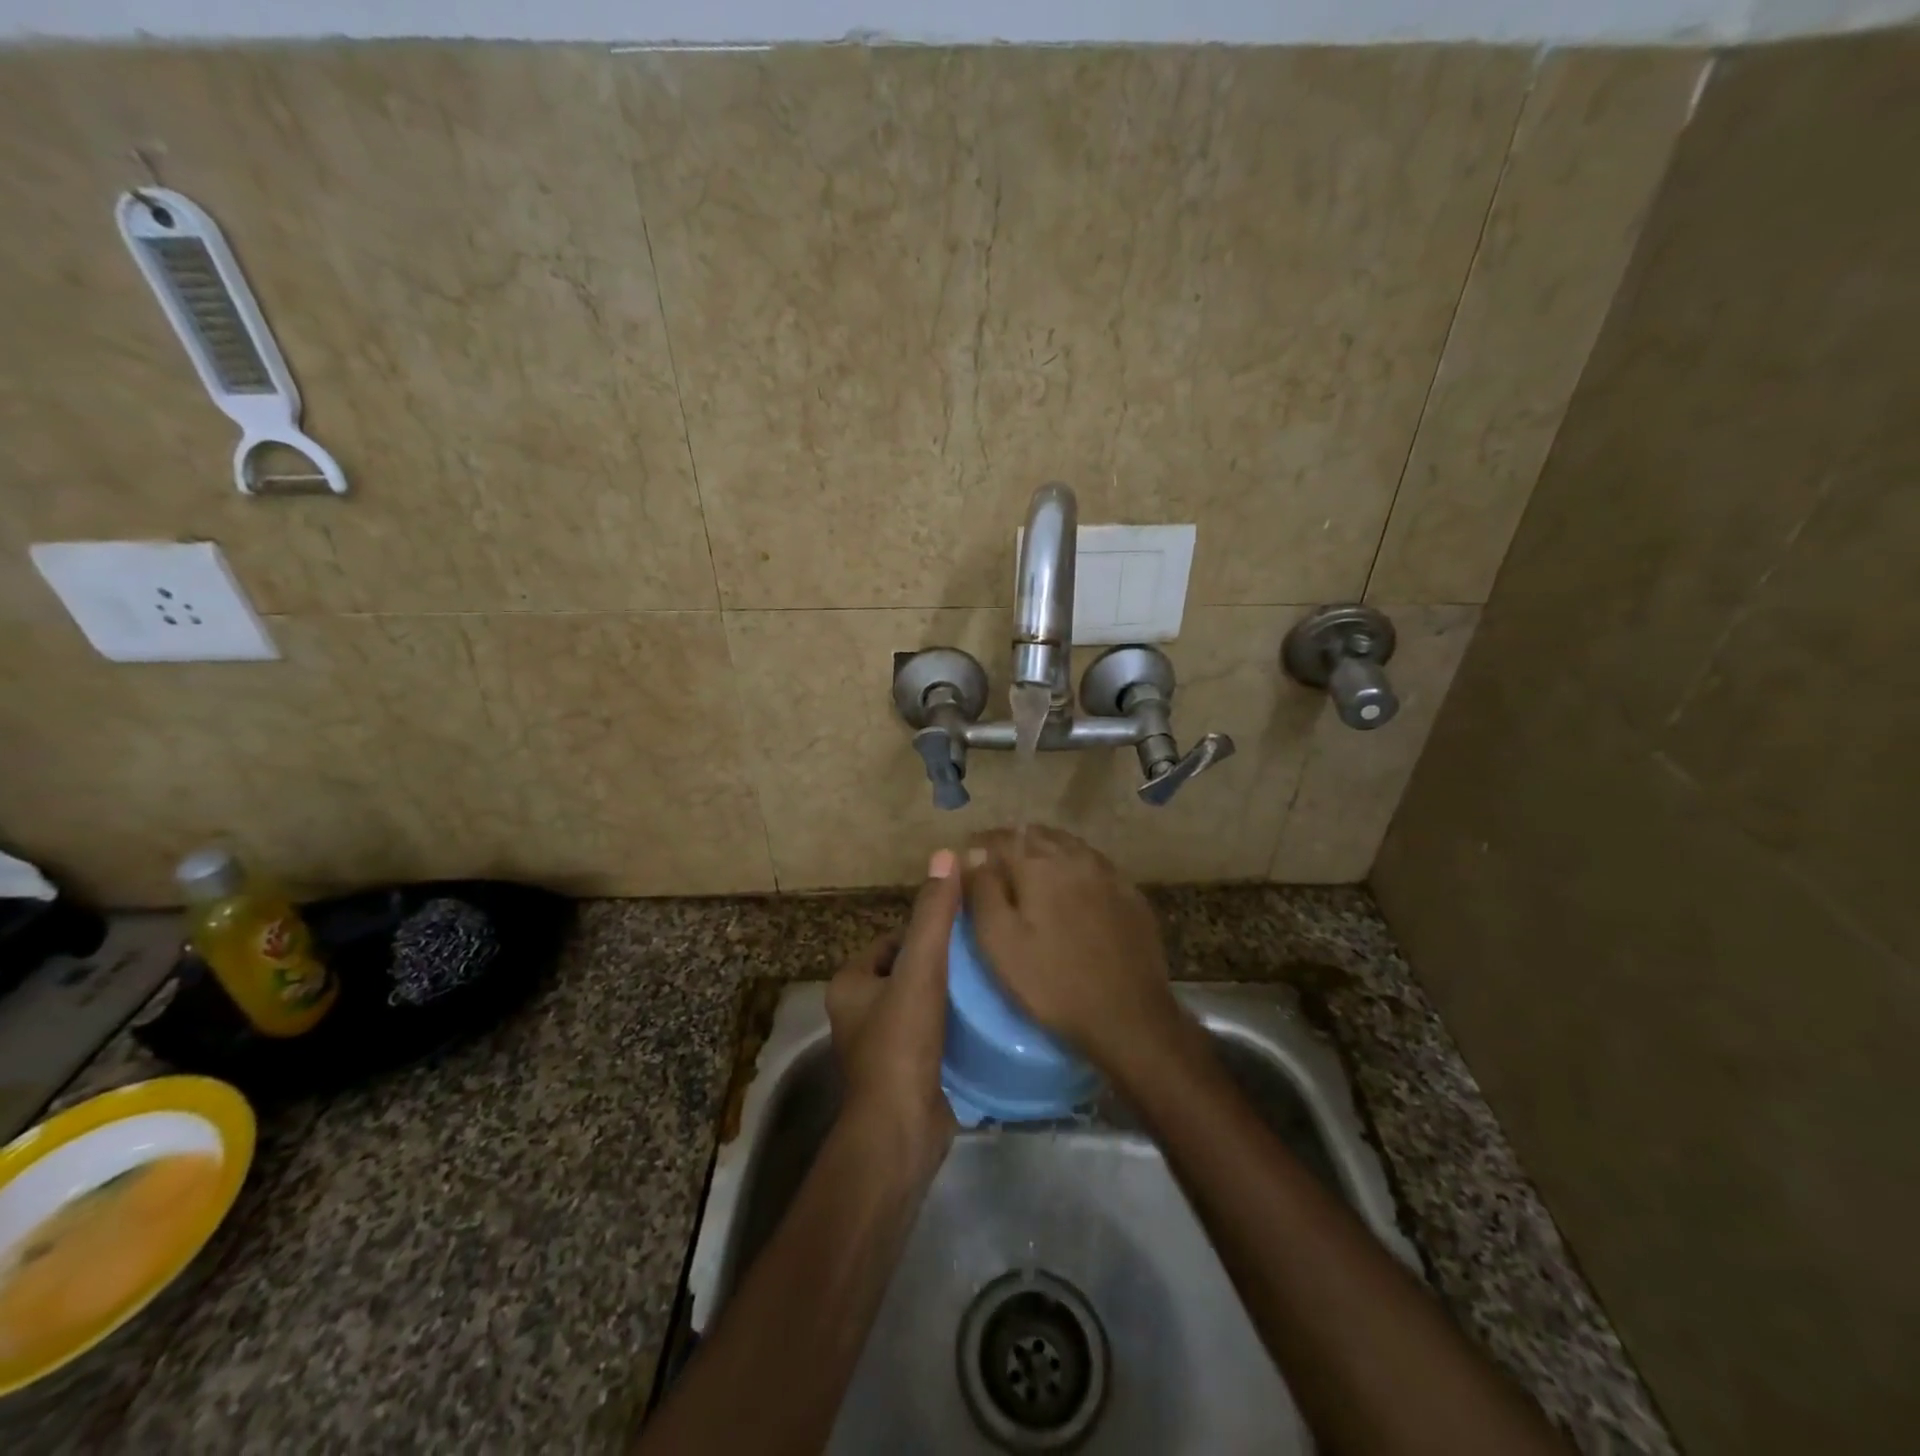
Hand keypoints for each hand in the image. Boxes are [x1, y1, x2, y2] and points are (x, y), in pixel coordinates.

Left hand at [826, 849, 962, 1165]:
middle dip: (941, 962)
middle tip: (982, 953)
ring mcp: (881, 1045)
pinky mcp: (905, 1072)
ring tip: (989, 981)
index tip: (963, 929)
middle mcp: (858, 1012)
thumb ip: (934, 915)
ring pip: (921, 1002)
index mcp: (850, 984)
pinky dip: (953, 1025)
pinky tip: (984, 1019)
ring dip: (950, 994)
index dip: (926, 931)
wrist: (901, 1130)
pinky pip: (931, 1033)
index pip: (892, 940)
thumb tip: (946, 855)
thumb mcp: (921, 969)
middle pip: (908, 970)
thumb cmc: (902, 1043)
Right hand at [963, 826, 1182, 1081]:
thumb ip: (982, 891)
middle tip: (995, 867)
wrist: (1129, 1016)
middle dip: (1012, 844)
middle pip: (1036, 835)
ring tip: (1029, 875)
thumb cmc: (1052, 982)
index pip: (1001, 837)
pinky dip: (1074, 868)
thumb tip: (973, 854)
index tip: (967, 859)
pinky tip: (1071, 890)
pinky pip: (1094, 866)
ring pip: (1068, 846)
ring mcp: (1108, 873)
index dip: (980, 845)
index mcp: (1039, 864)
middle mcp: (1075, 856)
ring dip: (1044, 851)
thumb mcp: (999, 942)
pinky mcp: (1130, 894)